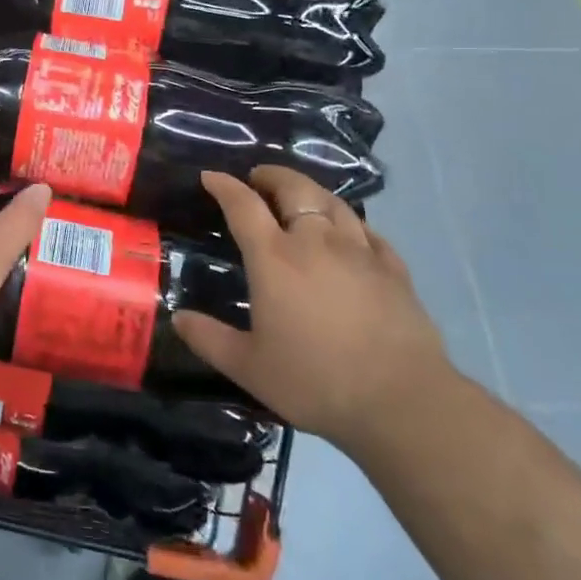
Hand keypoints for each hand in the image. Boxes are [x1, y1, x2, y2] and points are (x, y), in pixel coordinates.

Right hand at [173, 167, 454, 453]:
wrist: (403, 403)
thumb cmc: (316, 381)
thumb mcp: (249, 367)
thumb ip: (209, 339)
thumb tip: (178, 318)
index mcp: (274, 258)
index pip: (243, 205)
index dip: (224, 185)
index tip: (210, 176)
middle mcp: (315, 242)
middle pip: (294, 189)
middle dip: (272, 176)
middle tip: (258, 178)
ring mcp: (360, 252)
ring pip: (333, 203)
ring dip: (311, 192)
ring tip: (300, 196)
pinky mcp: (394, 271)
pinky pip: (369, 232)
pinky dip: (351, 223)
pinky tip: (350, 233)